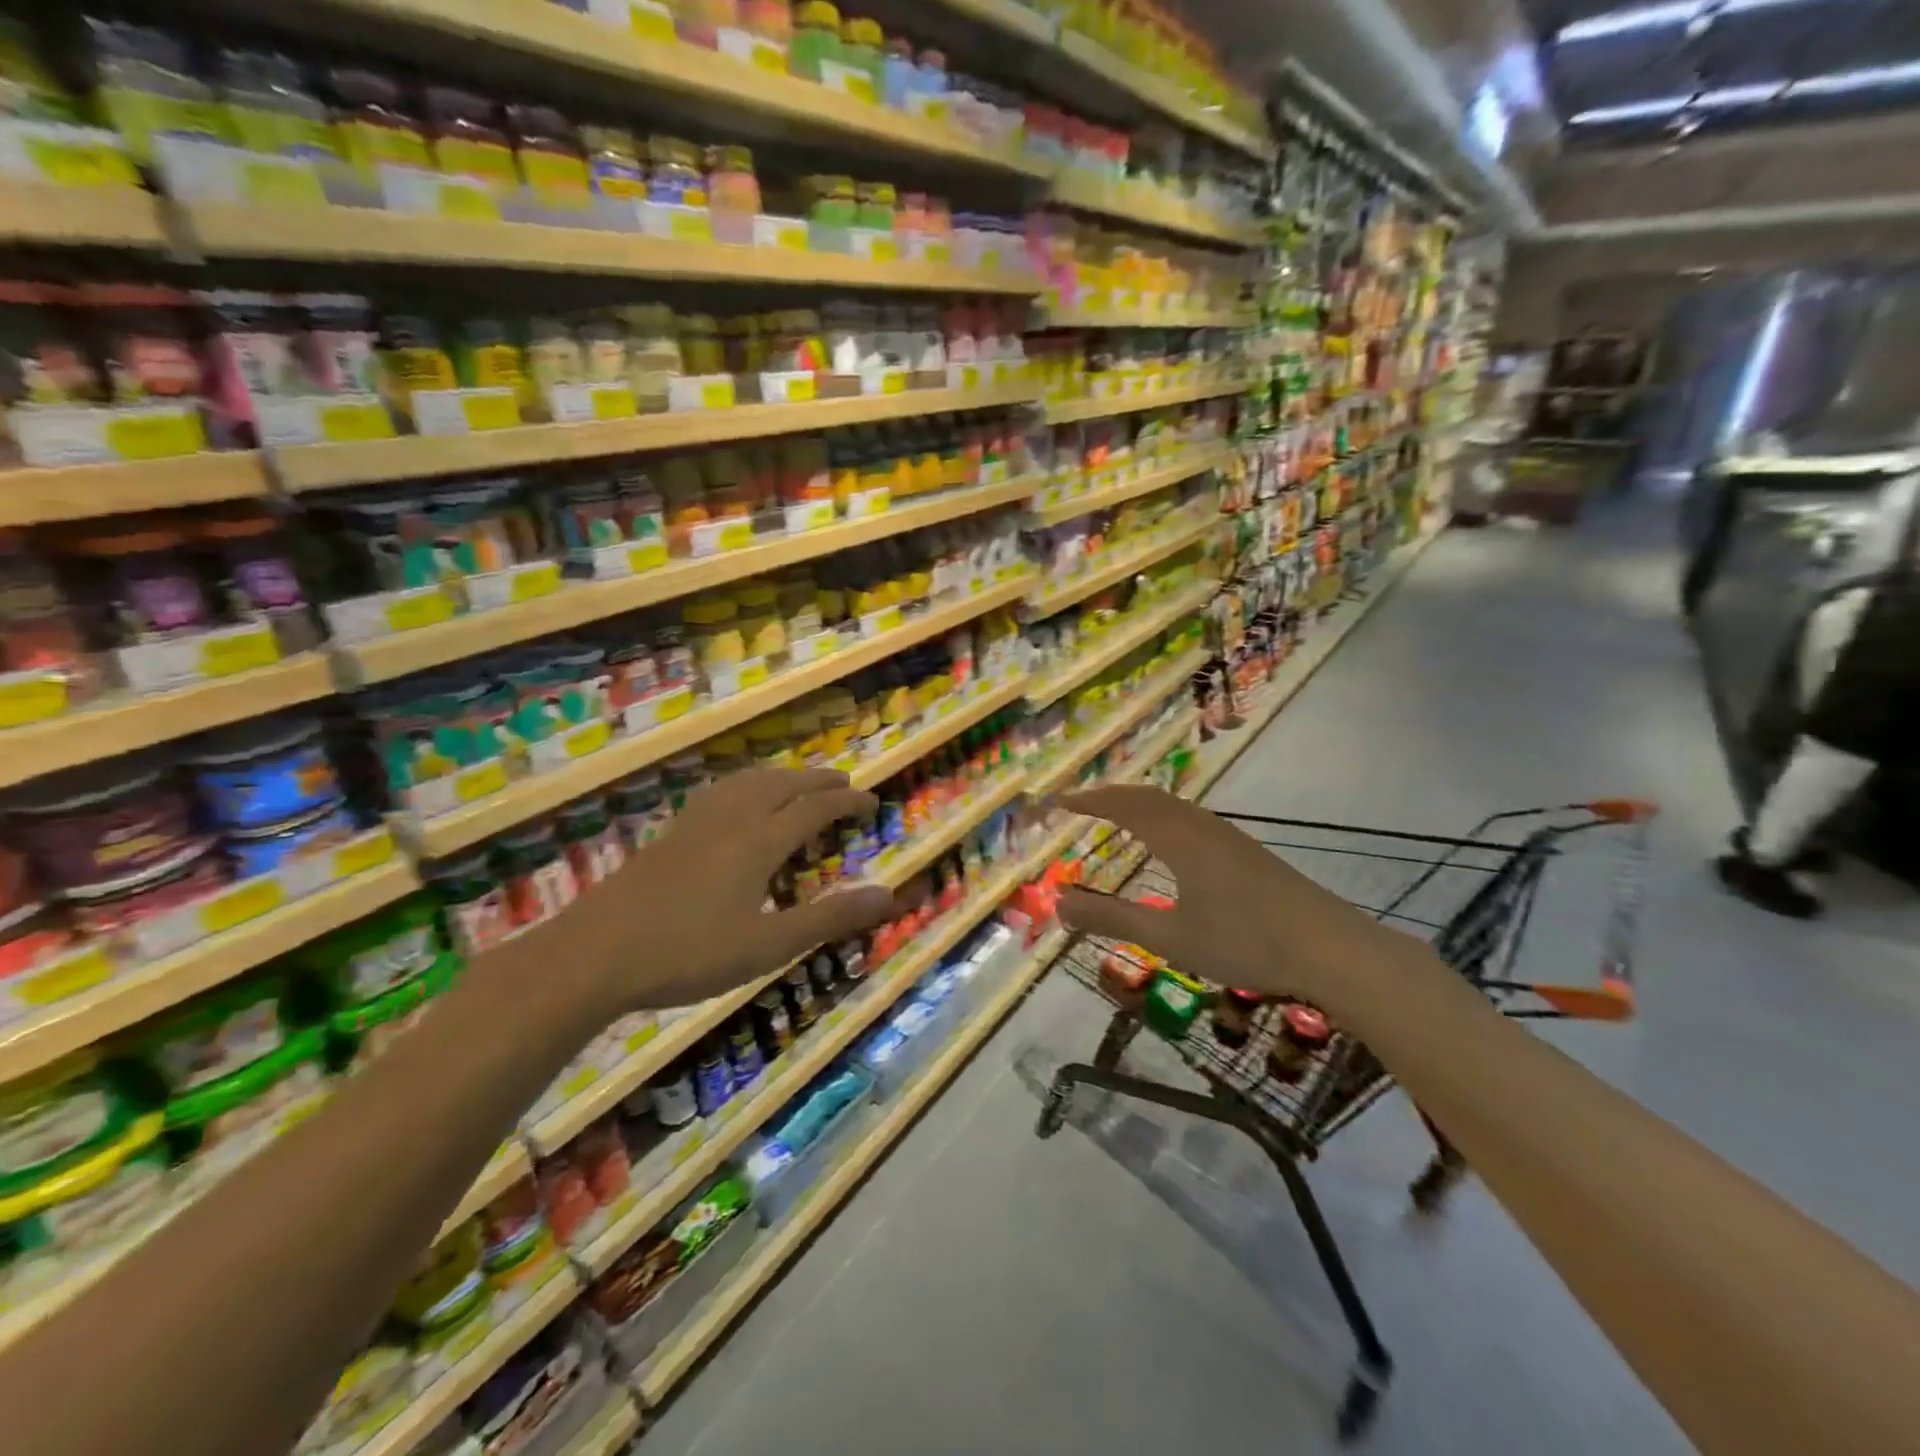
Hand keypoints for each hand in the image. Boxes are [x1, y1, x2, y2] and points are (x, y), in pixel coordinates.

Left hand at [530, 768, 897, 1025]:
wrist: (593, 954)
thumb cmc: (689, 953)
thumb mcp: (769, 945)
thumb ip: (830, 919)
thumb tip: (889, 895)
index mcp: (760, 840)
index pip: (815, 808)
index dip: (846, 802)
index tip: (871, 801)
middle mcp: (732, 819)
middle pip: (783, 784)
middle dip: (818, 780)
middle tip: (844, 783)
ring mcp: (696, 823)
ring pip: (748, 782)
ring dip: (782, 776)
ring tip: (798, 781)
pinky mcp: (670, 833)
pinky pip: (721, 791)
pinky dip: (747, 784)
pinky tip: (736, 800)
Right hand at [1055, 786, 1431, 1022]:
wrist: (1331, 949)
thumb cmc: (1244, 942)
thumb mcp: (1170, 937)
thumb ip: (1112, 919)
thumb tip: (1058, 904)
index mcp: (1179, 838)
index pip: (1124, 806)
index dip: (1088, 801)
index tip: (1057, 801)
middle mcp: (1202, 827)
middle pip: (1149, 797)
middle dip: (1111, 795)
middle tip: (1081, 803)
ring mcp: (1229, 838)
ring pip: (1174, 806)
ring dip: (1140, 803)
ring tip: (1119, 814)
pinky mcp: (1248, 853)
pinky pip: (1191, 819)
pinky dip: (1163, 816)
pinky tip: (1172, 842)